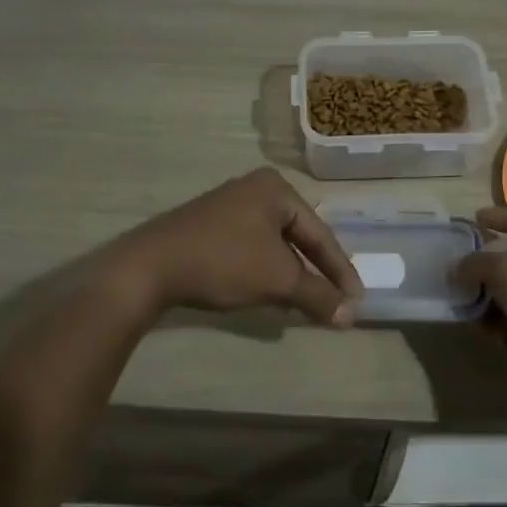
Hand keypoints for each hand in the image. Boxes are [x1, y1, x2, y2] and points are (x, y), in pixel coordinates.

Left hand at [112, 168, 363, 325]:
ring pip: (274, 245)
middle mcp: (254, 189)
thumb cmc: (223, 262)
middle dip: (316, 273)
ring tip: (306, 304)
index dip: (340, 270)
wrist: (149, 267)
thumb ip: (317, 296)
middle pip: (298, 237)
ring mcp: (228, 206)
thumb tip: (349, 317)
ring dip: (291, 276)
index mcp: (276, 189)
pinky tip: (269, 295)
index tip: (356, 301)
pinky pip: (251, 249)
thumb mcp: (278, 279)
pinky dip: (265, 272)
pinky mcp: (208, 226)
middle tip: (335, 301)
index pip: (320, 233)